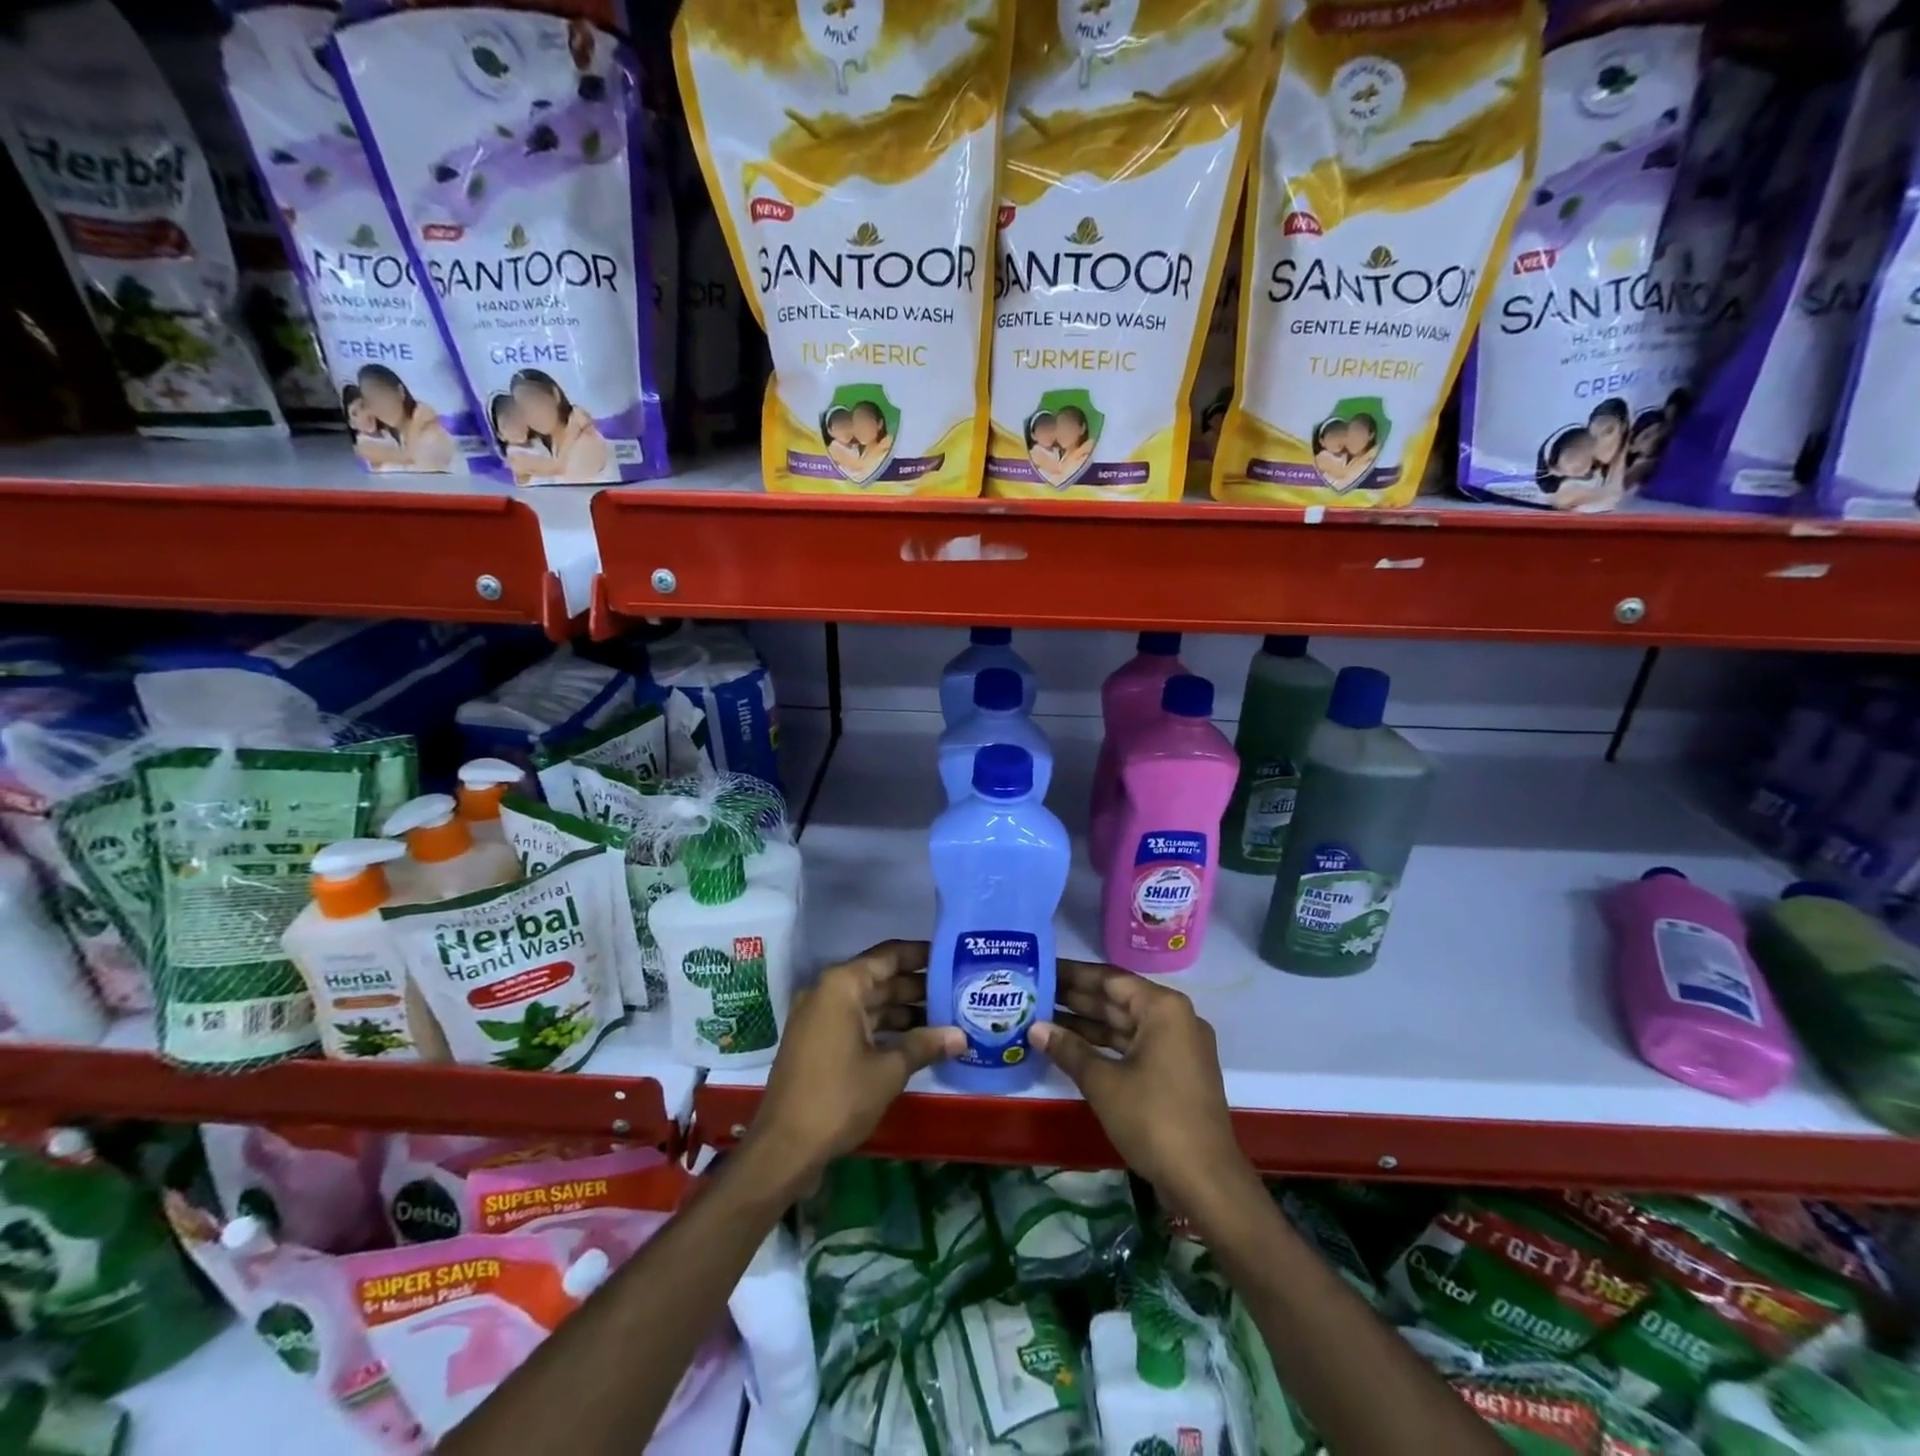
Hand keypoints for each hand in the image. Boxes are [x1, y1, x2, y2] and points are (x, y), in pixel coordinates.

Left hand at [746, 940, 961, 1187]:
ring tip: (944, 1017)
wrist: (784, 1149)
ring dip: (902, 1010)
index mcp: (842, 985)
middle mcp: (827, 993)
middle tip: (956, 991)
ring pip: (868, 1003)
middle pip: (879, 979)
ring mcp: (819, 1019)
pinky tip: (915, 1042)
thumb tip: (961, 1036)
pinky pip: (856, 1023)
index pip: (888, 956)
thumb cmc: (838, 1098)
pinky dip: (883, 1029)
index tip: (951, 957)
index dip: (920, 955)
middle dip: (916, 986)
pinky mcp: (817, 1043)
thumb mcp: (889, 1070)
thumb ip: (925, 1045)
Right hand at [1030, 960, 1246, 1207]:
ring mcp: (1178, 1046)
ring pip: (1124, 1025)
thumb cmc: (1154, 1120)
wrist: (1206, 1182)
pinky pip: (1134, 1046)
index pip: (1109, 979)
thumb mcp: (1103, 1082)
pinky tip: (1071, 1047)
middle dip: (1076, 998)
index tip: (1042, 968)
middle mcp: (1174, 1018)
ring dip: (1087, 1023)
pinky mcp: (1176, 1072)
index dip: (1073, 974)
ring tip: (1043, 1017)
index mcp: (1162, 1008)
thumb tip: (1035, 1027)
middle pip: (1117, 999)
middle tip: (1035, 992)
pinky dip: (1104, 1046)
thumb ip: (1068, 1049)